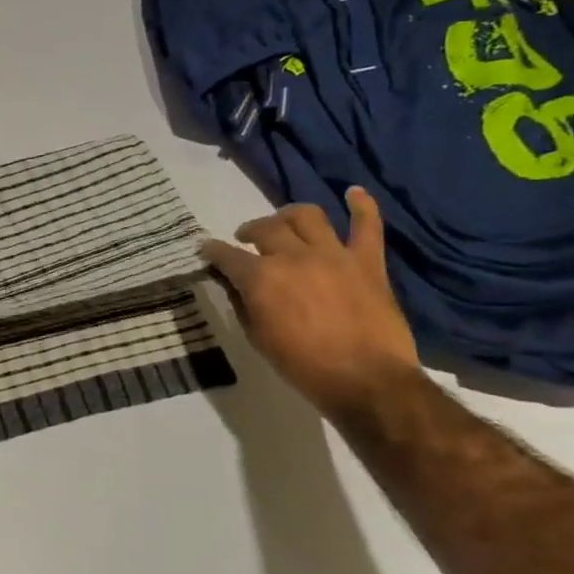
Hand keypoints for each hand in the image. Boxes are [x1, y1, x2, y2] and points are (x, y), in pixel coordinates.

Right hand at [202, 187, 420, 419]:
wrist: (367, 381)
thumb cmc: (303, 366)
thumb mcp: (258, 338)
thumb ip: (242, 304)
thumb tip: (233, 284)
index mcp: (261, 278)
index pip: (226, 255)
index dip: (212, 251)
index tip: (206, 250)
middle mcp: (294, 256)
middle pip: (265, 228)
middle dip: (249, 231)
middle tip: (245, 240)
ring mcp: (333, 254)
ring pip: (307, 216)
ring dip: (289, 215)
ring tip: (284, 221)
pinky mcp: (367, 261)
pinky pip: (366, 225)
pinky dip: (361, 205)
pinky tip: (353, 192)